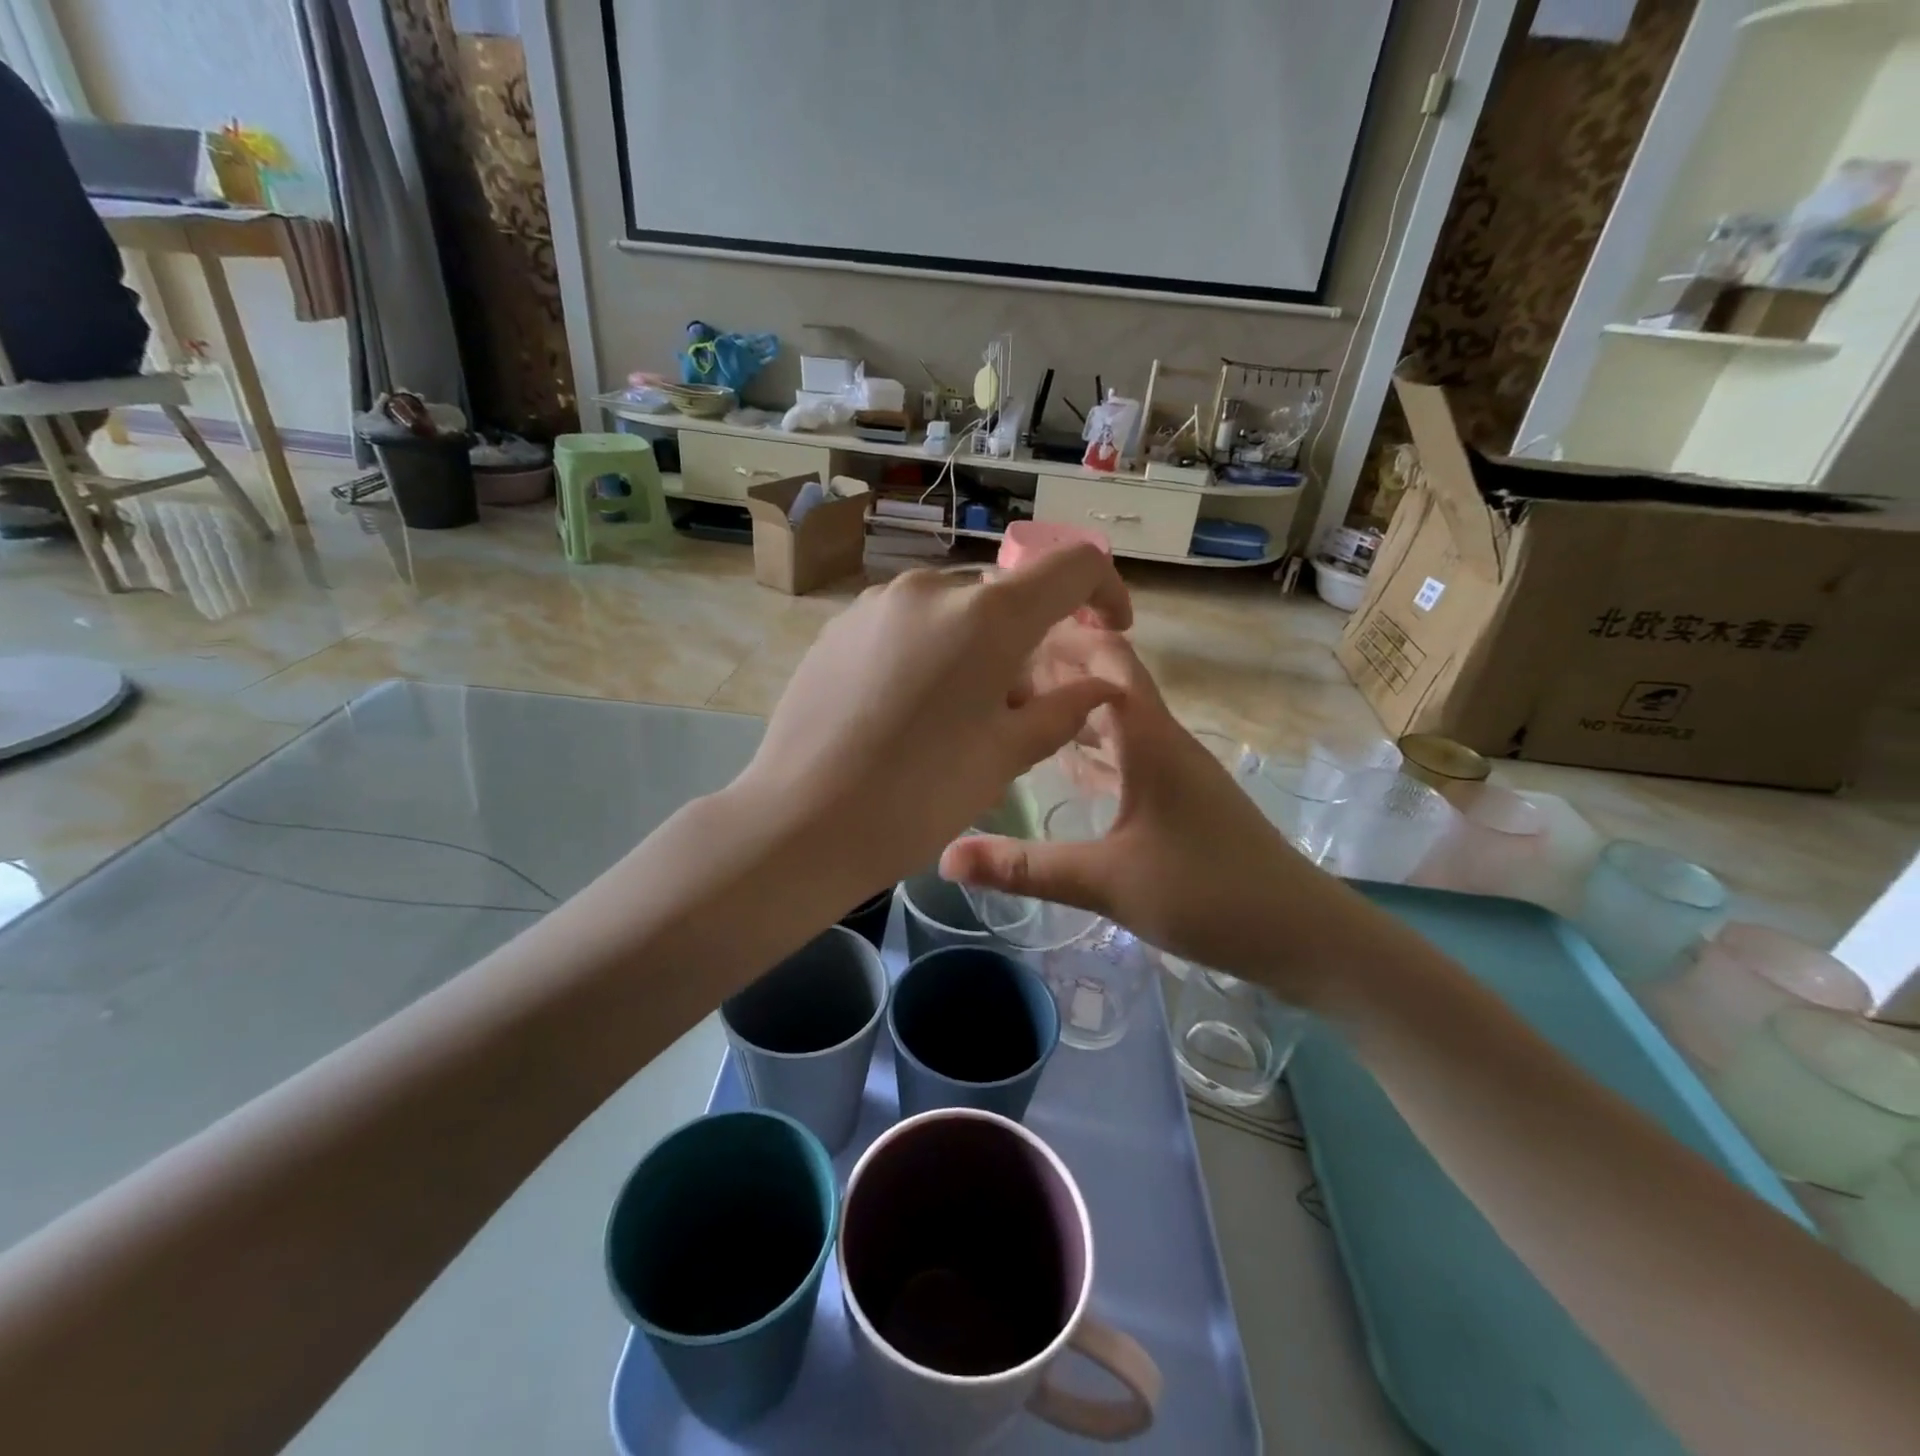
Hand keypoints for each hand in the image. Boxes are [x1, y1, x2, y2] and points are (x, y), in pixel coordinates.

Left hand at [740, 549, 1131, 897]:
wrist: (801, 823)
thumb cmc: (920, 797)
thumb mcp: (1006, 758)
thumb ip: (1063, 711)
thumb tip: (1100, 687)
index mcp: (988, 615)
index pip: (1072, 568)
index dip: (1105, 591)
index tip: (1111, 628)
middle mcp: (931, 589)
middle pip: (1007, 594)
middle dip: (1030, 638)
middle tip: (1021, 705)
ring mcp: (877, 603)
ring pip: (954, 609)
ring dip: (976, 645)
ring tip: (959, 712)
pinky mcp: (839, 626)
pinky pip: (907, 624)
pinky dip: (930, 650)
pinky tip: (908, 708)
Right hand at [940, 628, 1339, 999]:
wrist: (1301, 935)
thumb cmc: (1207, 894)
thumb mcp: (1105, 881)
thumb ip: (1024, 867)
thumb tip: (945, 856)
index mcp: (1149, 738)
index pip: (1106, 660)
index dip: (1061, 637)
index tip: (1005, 632)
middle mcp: (1163, 742)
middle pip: (1108, 684)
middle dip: (1059, 669)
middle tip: (996, 668)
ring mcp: (1175, 772)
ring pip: (1116, 722)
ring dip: (1073, 709)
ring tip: (1017, 704)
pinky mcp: (1180, 802)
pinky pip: (1126, 758)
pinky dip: (1092, 750)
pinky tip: (1064, 765)